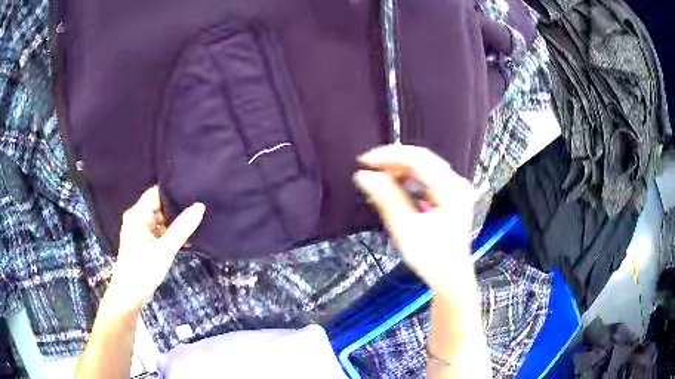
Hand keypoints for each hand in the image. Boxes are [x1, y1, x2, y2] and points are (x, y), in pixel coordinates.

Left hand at [107, 186, 204, 313]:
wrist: (129, 296)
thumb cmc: (143, 270)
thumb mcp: (165, 249)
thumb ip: (182, 228)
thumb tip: (200, 206)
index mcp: (137, 214)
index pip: (157, 193)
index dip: (174, 191)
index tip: (194, 192)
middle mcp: (136, 217)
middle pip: (159, 205)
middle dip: (177, 209)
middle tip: (199, 208)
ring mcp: (139, 230)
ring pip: (160, 219)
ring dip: (174, 223)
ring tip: (195, 222)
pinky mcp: (142, 241)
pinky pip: (158, 231)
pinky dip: (169, 234)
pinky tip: (185, 238)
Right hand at [354, 145, 475, 294]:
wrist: (451, 279)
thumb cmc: (432, 259)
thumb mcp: (406, 229)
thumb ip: (386, 198)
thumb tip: (364, 176)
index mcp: (451, 189)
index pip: (418, 158)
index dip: (389, 156)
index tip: (364, 161)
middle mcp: (456, 184)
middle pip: (422, 161)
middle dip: (392, 163)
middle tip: (368, 170)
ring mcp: (455, 191)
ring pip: (422, 170)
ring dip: (398, 173)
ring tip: (377, 182)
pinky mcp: (449, 199)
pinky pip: (425, 181)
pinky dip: (407, 183)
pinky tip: (392, 191)